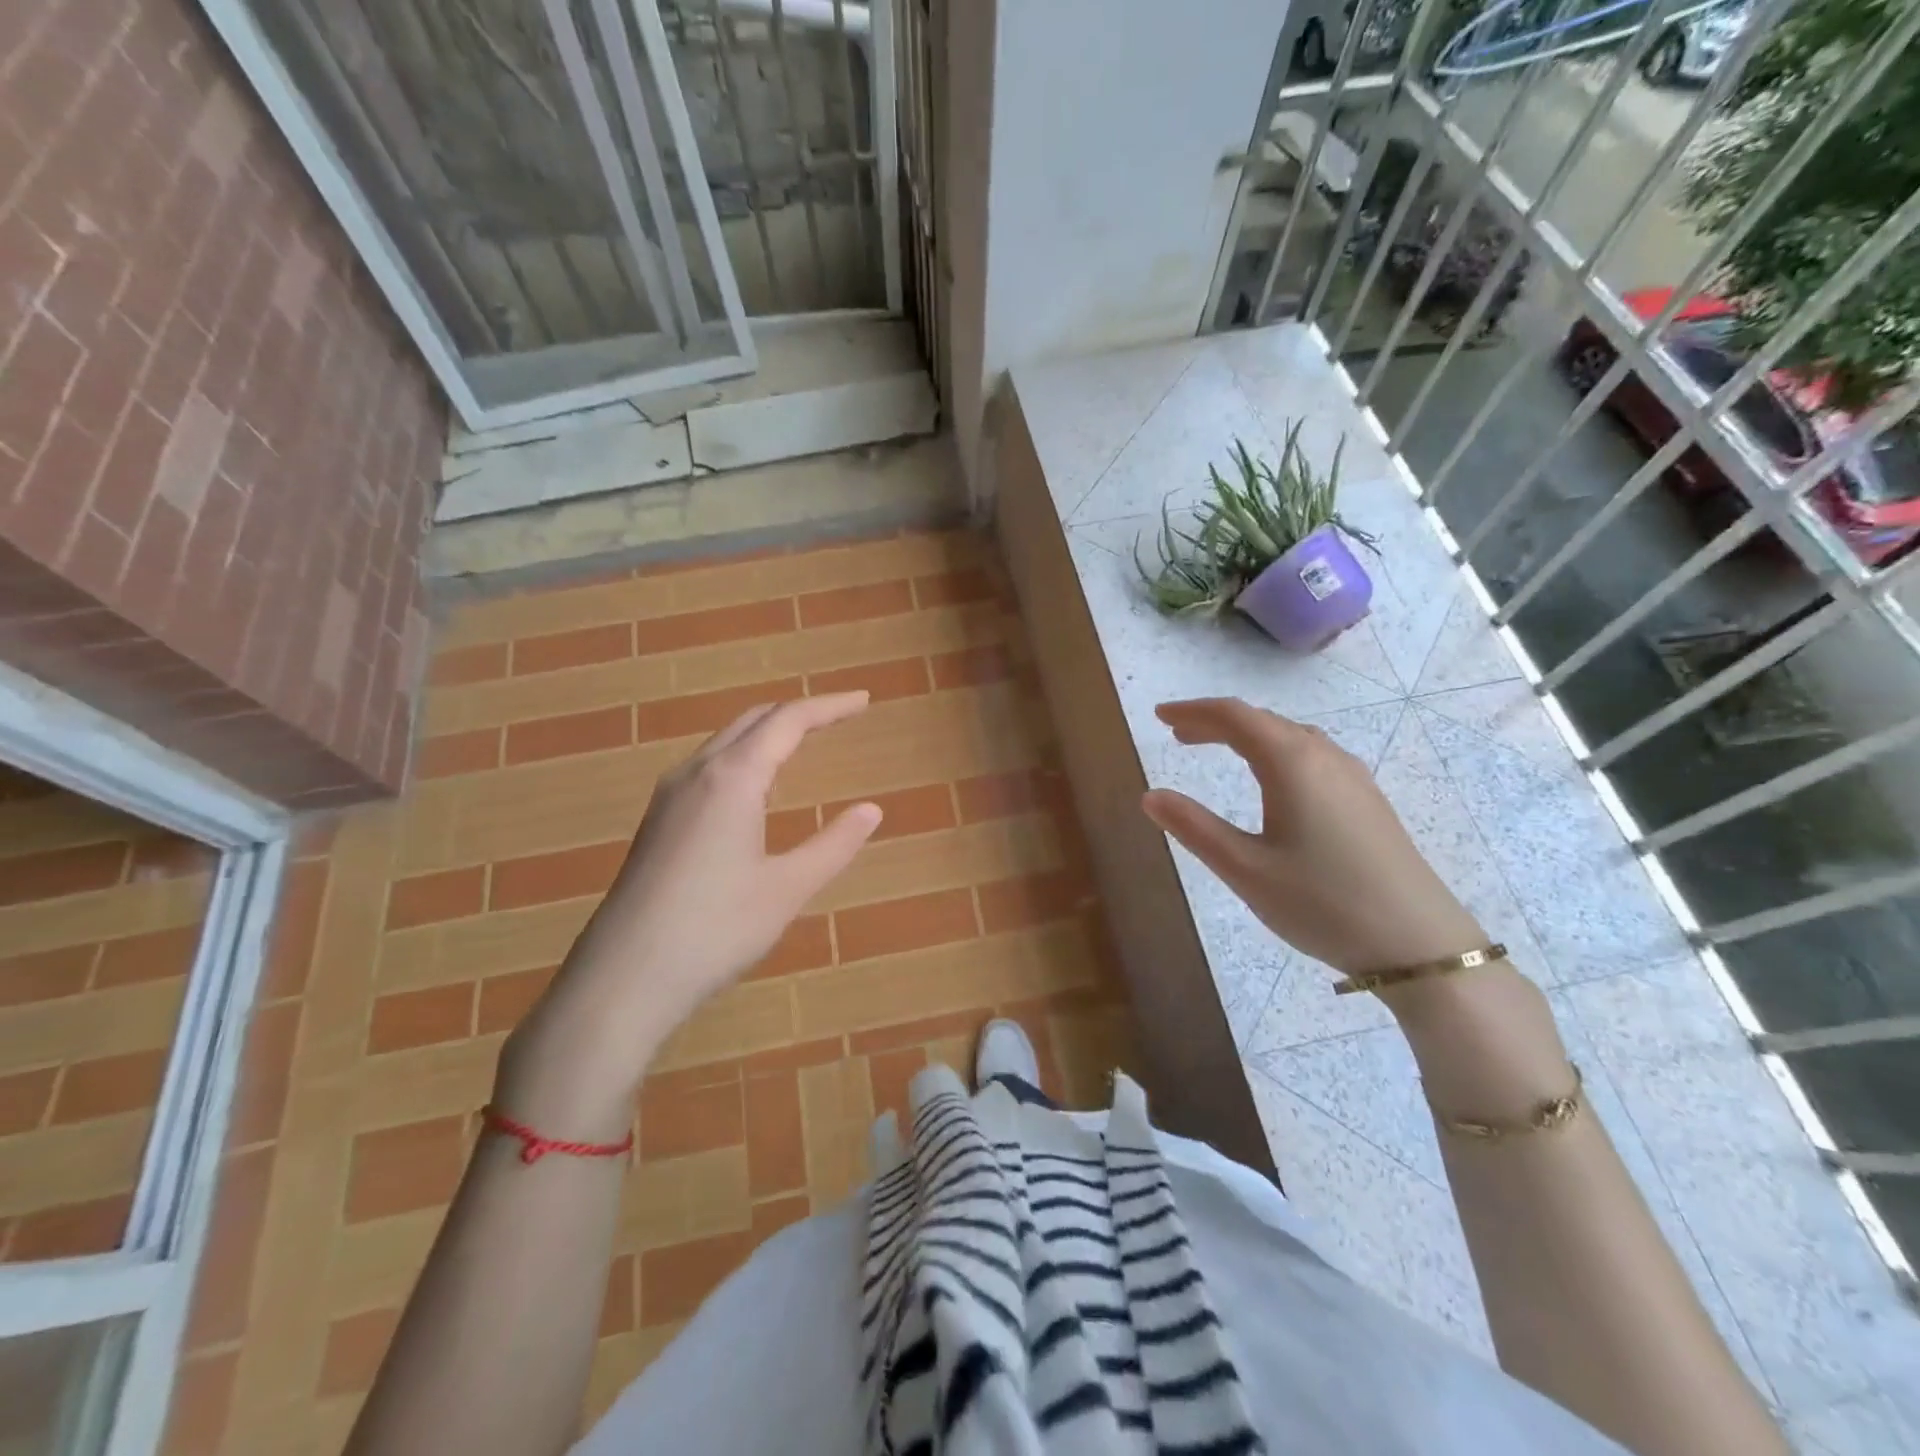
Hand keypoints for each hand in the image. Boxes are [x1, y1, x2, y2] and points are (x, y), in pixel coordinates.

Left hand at [497, 694, 881, 1133]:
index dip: (829, 707)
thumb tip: (871, 810)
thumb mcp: (788, 889)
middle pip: (753, 720)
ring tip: (804, 745)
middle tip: (840, 716)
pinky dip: (743, 758)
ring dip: (768, 733)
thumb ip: (834, 844)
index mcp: (733, 779)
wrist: (623, 977)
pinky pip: (708, 768)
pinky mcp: (657, 822)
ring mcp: (669, 797)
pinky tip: (755, 791)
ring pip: (725, 742)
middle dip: (799, 712)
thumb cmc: (715, 930)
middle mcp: (697, 774)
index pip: (788, 721)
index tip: (864, 701)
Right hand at [1140, 697, 1485, 977]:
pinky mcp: (1367, 800)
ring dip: (1247, 736)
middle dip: (1216, 722)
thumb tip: (1150, 796)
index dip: (1193, 711)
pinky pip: (1311, 755)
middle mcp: (1324, 757)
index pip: (1234, 717)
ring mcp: (1352, 777)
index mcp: (1292, 763)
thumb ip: (1194, 827)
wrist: (1419, 944)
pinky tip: (1272, 780)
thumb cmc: (1322, 903)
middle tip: (1178, 735)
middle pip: (1262, 721)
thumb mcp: (1245, 869)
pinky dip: (1275, 752)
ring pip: (1290, 736)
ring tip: (1216, 750)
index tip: (1159, 717)